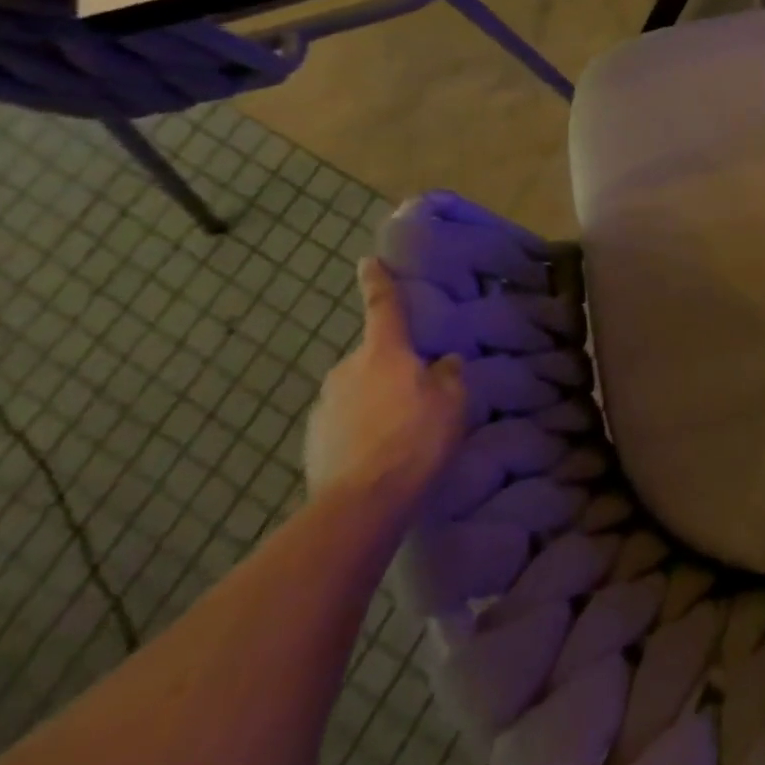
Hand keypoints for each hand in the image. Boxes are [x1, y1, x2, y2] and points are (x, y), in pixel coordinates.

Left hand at [304, 258, 466, 514]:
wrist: (361, 503)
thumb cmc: (415, 438)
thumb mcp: (452, 402)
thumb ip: (448, 375)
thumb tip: (442, 363)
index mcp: (383, 352)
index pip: (383, 306)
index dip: (378, 282)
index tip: (368, 261)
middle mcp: (347, 370)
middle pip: (373, 357)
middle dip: (391, 367)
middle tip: (417, 389)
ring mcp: (324, 406)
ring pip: (358, 391)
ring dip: (376, 400)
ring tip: (400, 429)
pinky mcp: (313, 441)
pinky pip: (345, 422)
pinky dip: (361, 429)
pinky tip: (380, 452)